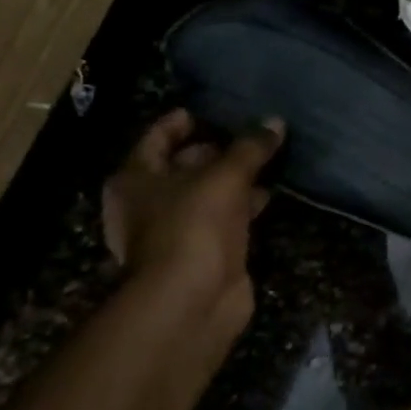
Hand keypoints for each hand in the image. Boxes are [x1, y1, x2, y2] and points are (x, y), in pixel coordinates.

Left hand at [103, 110, 282, 333]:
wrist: (192, 298)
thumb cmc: (194, 224)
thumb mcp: (226, 176)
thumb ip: (251, 147)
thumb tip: (275, 122)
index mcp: (135, 179)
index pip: (156, 138)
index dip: (180, 123)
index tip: (207, 111)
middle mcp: (146, 204)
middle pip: (180, 167)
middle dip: (213, 152)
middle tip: (247, 136)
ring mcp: (173, 232)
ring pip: (204, 195)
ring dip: (231, 182)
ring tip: (266, 162)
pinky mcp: (199, 254)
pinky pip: (221, 219)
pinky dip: (240, 208)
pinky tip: (266, 197)